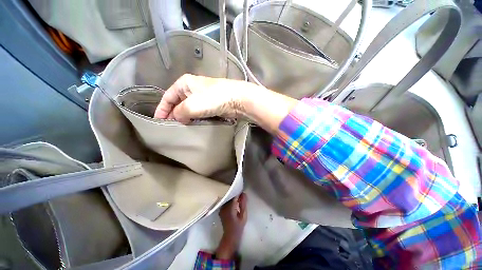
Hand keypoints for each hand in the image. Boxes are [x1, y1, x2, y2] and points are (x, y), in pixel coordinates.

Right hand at [154, 74, 253, 123]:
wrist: (236, 99)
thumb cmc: (212, 99)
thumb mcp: (191, 105)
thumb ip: (180, 112)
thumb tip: (178, 118)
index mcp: (184, 84)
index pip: (167, 96)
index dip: (161, 109)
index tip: (158, 121)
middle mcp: (193, 88)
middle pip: (178, 102)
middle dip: (173, 114)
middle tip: (169, 127)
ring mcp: (204, 96)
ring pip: (189, 108)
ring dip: (185, 117)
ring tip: (181, 128)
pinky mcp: (212, 104)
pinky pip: (200, 112)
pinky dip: (195, 118)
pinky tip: (194, 125)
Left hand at [216, 193, 247, 259]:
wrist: (230, 236)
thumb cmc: (238, 227)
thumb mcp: (243, 216)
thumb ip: (243, 204)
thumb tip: (243, 193)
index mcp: (230, 207)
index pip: (233, 195)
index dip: (237, 191)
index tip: (241, 189)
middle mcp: (224, 206)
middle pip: (229, 195)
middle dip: (235, 193)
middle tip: (241, 193)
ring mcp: (221, 208)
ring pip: (227, 198)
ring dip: (232, 196)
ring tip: (238, 196)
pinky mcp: (221, 209)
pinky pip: (225, 201)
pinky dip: (229, 200)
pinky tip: (234, 201)